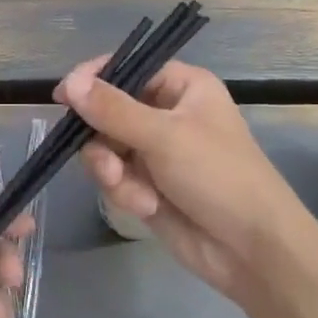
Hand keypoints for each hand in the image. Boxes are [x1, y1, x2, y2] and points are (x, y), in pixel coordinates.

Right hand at [56, 58, 317, 301]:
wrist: (252, 250)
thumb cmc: (218, 176)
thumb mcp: (164, 136)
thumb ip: (112, 109)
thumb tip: (69, 83)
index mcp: (181, 86)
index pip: (127, 67)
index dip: (94, 79)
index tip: (64, 97)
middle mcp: (166, 112)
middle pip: (107, 111)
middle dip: (103, 140)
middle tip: (107, 162)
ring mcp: (156, 150)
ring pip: (106, 147)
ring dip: (112, 170)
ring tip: (130, 191)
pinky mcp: (148, 184)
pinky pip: (115, 176)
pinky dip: (124, 191)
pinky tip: (146, 207)